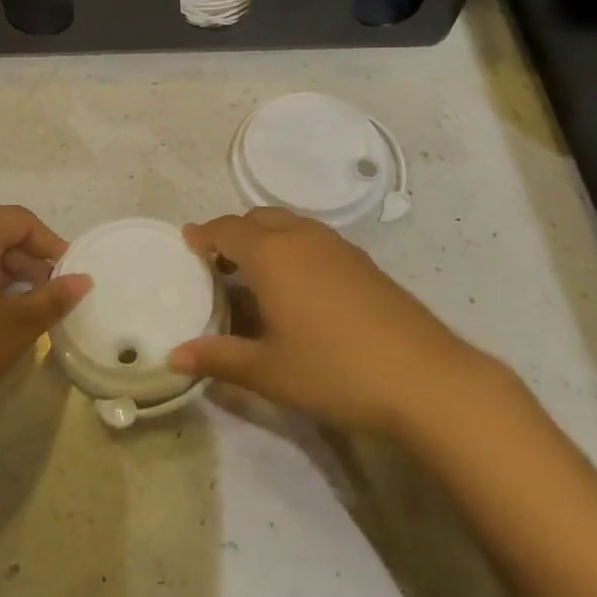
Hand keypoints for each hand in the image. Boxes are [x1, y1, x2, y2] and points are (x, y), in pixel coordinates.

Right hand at [170, 209, 489, 435]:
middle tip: (219, 264)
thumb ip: (218, 358)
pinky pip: (315, 240)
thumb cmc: (334, 370)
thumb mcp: (268, 371)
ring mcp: (339, 247)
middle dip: (235, 233)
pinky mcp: (364, 263)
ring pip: (291, 225)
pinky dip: (294, 249)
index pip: (227, 229)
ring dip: (267, 238)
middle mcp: (303, 238)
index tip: (188, 242)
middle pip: (259, 218)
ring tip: (256, 275)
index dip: (204, 234)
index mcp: (272, 255)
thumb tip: (173, 356)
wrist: (423, 377)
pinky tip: (300, 288)